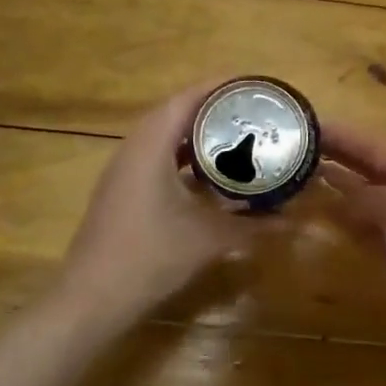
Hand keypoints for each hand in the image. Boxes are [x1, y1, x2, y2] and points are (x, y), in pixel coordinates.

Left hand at [56, 82, 259, 327]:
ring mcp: (124, 171)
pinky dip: (185, 159)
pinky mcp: (122, 191)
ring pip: (165, 138)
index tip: (255, 87)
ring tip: (237, 137)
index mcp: (151, 146)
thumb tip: (292, 221)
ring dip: (198, 136)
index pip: (188, 99)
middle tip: (253, 113)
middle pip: (176, 113)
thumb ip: (252, 227)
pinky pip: (157, 160)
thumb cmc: (151, 257)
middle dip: (214, 110)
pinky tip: (210, 177)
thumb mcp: (209, 239)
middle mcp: (133, 149)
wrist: (93, 297)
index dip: (221, 88)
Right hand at [319, 122, 385, 309]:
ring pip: (366, 196)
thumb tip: (339, 190)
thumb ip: (365, 195)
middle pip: (368, 167)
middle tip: (293, 146)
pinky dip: (346, 217)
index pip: (371, 144)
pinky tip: (325, 215)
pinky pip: (367, 226)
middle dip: (336, 155)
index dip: (339, 134)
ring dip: (338, 185)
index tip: (303, 123)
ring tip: (301, 174)